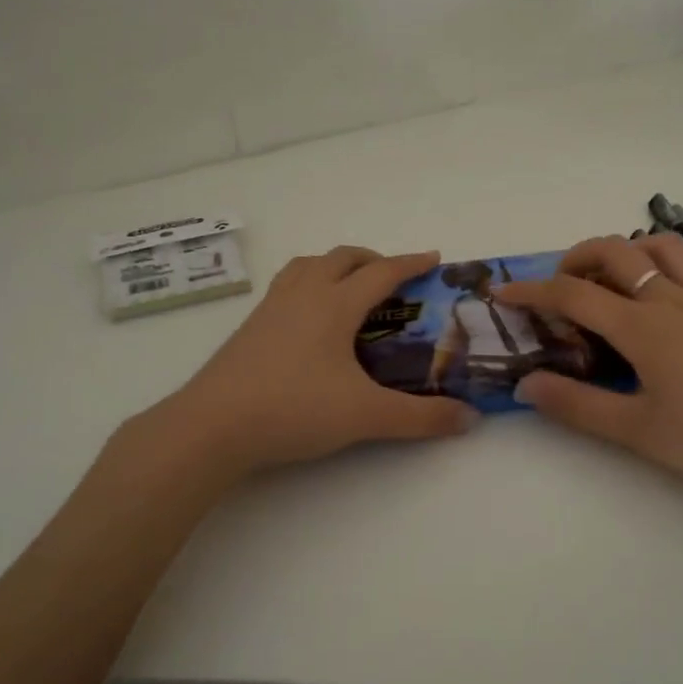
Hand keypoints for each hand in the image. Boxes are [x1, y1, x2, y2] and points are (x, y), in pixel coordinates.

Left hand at [167, 246, 475, 474]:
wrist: (212, 425)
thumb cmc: (294, 409)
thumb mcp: (365, 415)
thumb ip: (420, 418)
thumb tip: (470, 418)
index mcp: (334, 304)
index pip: (381, 272)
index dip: (410, 263)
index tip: (433, 259)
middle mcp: (303, 294)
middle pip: (341, 258)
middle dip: (372, 260)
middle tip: (393, 279)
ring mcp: (271, 308)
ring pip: (307, 266)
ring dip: (334, 266)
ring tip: (349, 289)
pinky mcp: (250, 327)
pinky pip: (286, 286)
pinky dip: (308, 285)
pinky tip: (308, 320)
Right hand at [498, 234, 682, 505]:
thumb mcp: (636, 431)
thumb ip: (577, 405)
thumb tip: (524, 385)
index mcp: (643, 328)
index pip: (574, 295)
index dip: (532, 291)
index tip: (503, 294)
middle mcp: (672, 299)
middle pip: (615, 251)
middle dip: (576, 257)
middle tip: (560, 283)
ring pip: (661, 245)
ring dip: (627, 250)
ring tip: (614, 277)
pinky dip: (674, 261)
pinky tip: (669, 284)